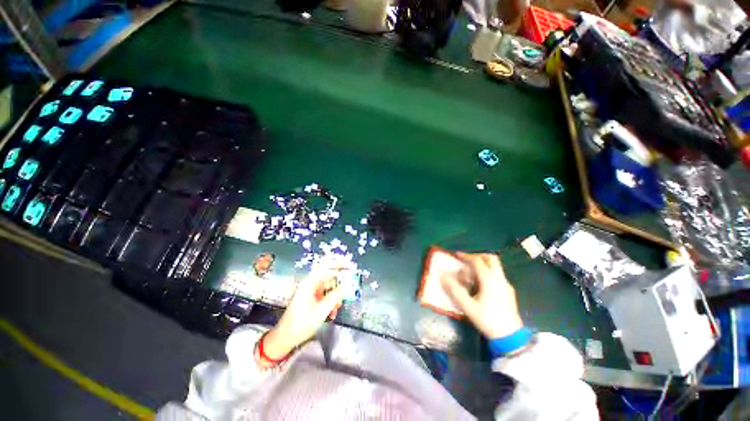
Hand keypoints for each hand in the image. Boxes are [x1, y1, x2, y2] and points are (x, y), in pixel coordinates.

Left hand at [261, 269, 343, 360]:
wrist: (285, 339)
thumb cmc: (301, 324)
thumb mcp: (321, 311)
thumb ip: (335, 296)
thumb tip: (347, 285)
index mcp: (310, 283)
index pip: (325, 267)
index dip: (338, 263)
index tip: (350, 264)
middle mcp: (310, 285)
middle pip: (329, 278)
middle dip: (339, 284)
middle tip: (349, 290)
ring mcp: (311, 292)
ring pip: (328, 288)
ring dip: (335, 297)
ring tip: (337, 308)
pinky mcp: (312, 300)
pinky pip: (325, 296)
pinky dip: (330, 303)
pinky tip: (332, 313)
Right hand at [441, 252, 523, 339]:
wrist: (511, 337)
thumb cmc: (488, 320)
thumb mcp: (468, 306)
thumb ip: (455, 290)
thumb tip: (443, 276)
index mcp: (489, 280)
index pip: (477, 261)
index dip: (466, 256)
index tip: (456, 255)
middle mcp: (500, 278)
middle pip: (491, 258)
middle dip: (478, 256)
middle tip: (467, 261)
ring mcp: (506, 284)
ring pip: (496, 266)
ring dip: (483, 264)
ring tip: (472, 274)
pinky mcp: (509, 291)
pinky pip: (498, 275)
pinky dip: (488, 272)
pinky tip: (481, 285)